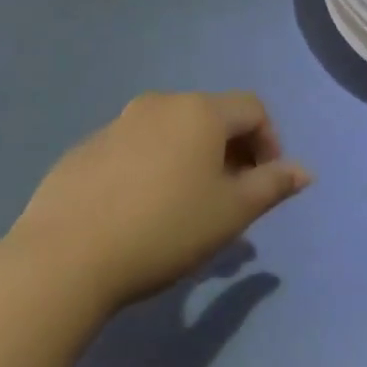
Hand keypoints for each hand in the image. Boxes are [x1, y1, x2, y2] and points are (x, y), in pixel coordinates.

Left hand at [4, 92, 311, 316]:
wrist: (61, 261)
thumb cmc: (164, 229)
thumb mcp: (232, 212)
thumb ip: (273, 185)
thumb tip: (305, 171)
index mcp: (200, 111)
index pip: (253, 109)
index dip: (270, 141)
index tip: (266, 183)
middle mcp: (160, 105)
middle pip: (212, 118)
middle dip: (232, 153)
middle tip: (231, 198)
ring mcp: (116, 125)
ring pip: (171, 134)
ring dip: (191, 161)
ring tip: (186, 209)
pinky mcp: (83, 152)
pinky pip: (133, 150)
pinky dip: (150, 170)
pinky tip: (139, 213)